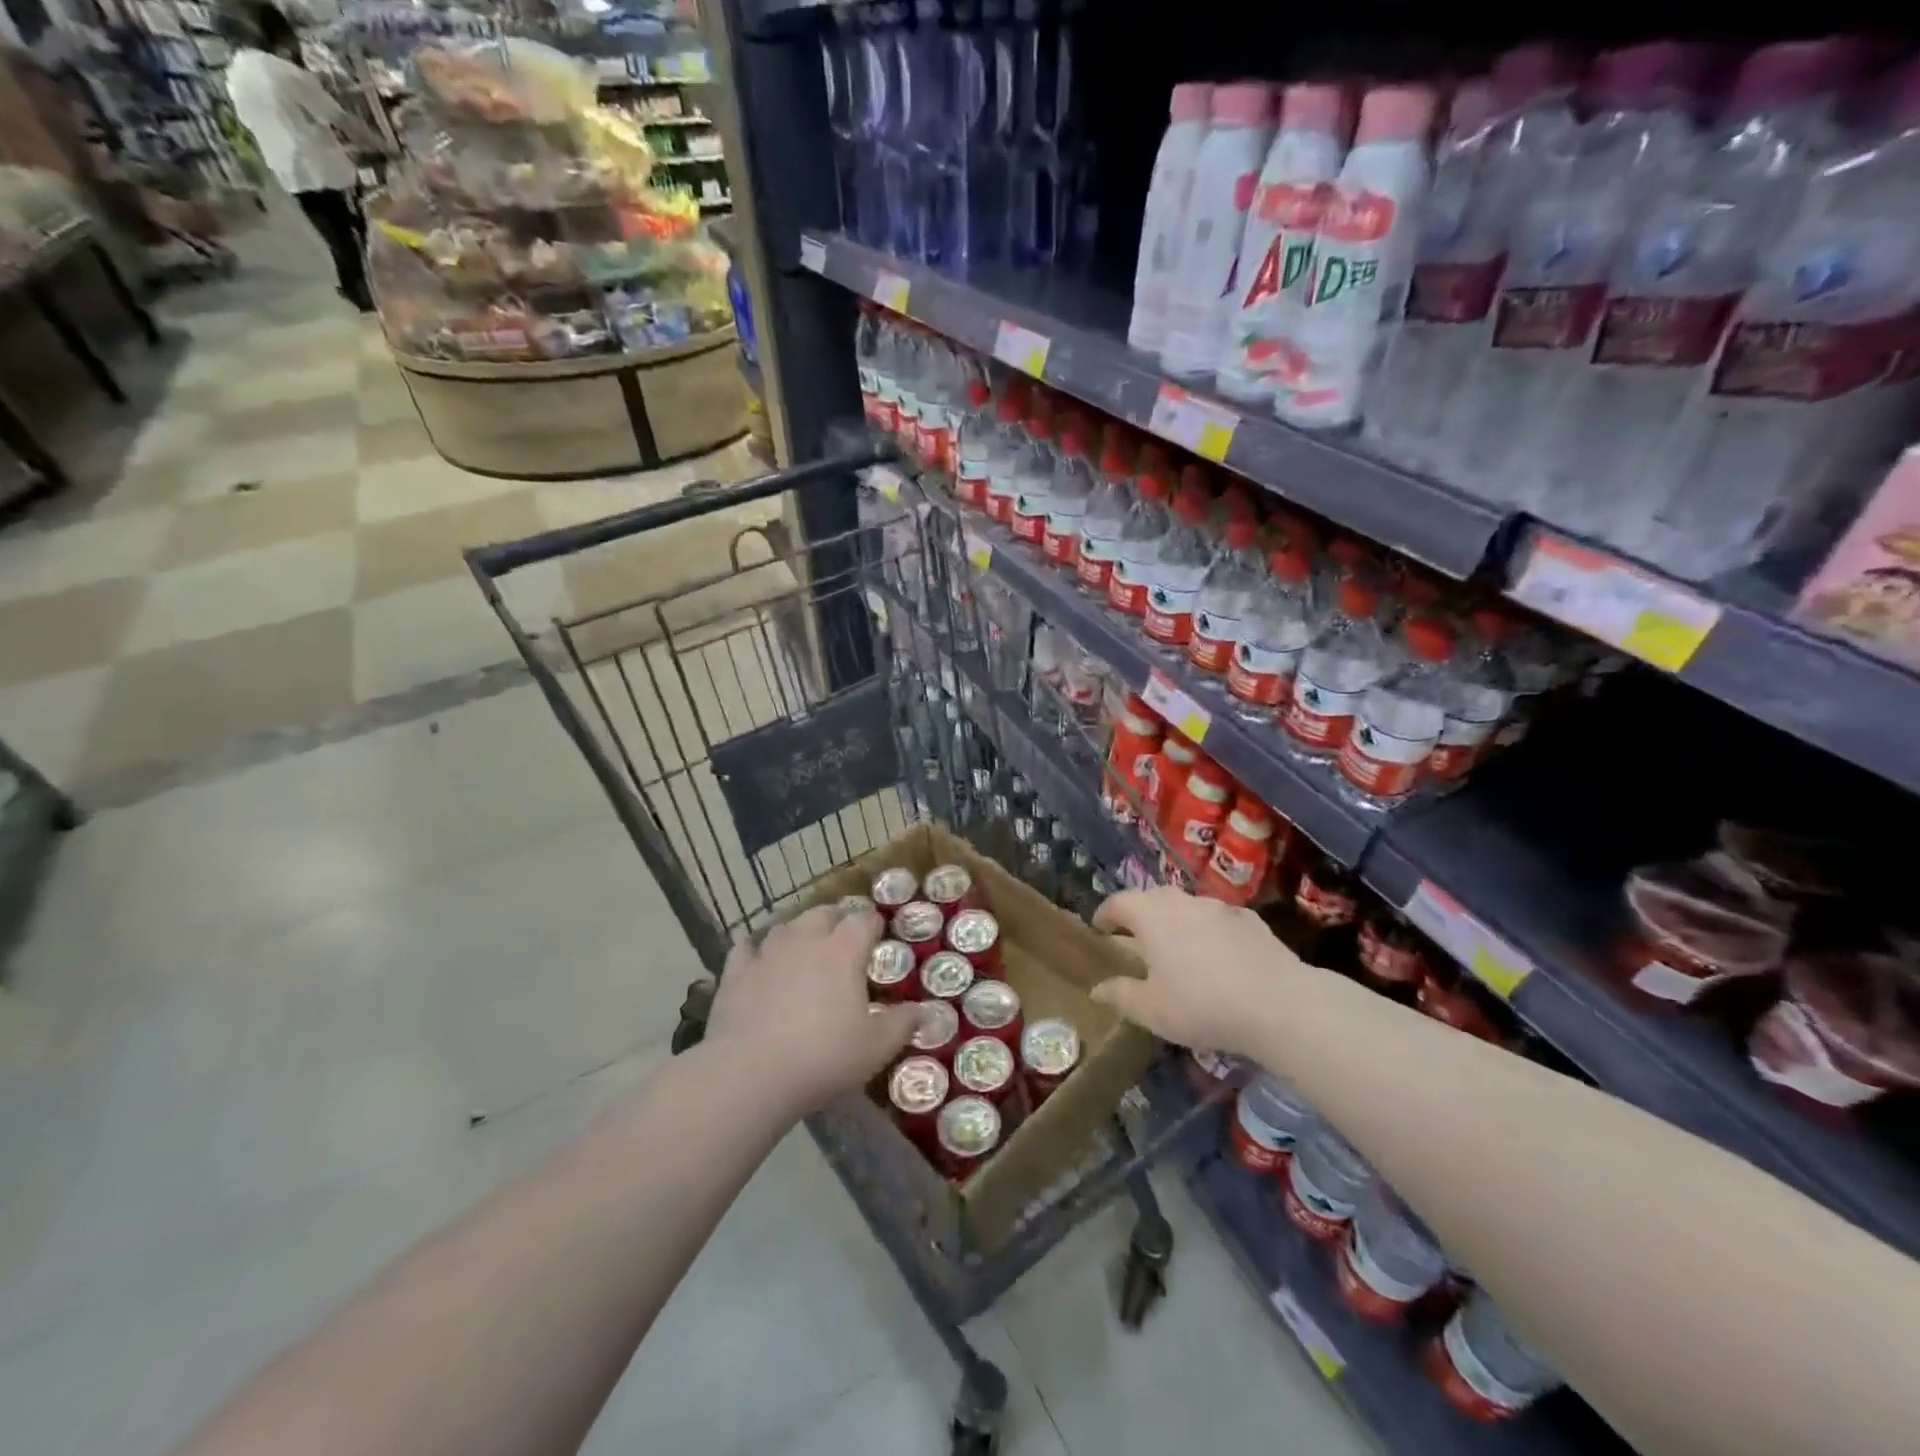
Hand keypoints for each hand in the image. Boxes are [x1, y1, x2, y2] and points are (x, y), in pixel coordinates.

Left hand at [704, 904, 921, 1114]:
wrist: (750, 1075)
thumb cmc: (823, 1057)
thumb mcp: (876, 1047)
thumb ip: (903, 1024)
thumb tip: (925, 1011)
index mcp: (843, 951)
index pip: (863, 920)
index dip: (873, 924)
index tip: (879, 934)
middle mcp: (805, 940)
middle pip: (823, 913)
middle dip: (837, 919)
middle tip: (844, 938)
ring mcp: (766, 953)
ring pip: (786, 926)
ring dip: (799, 931)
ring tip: (805, 946)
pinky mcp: (735, 972)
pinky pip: (747, 947)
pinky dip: (757, 950)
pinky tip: (759, 960)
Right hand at [1091, 888, 1311, 1056]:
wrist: (1279, 1004)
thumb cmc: (1202, 1005)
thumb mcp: (1152, 1010)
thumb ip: (1121, 995)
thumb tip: (1097, 989)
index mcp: (1151, 916)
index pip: (1118, 902)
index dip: (1105, 914)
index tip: (1099, 928)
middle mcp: (1183, 901)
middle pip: (1153, 899)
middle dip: (1140, 915)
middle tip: (1134, 939)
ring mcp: (1220, 907)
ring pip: (1188, 907)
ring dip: (1176, 922)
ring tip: (1177, 949)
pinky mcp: (1251, 920)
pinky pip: (1219, 920)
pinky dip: (1209, 932)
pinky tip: (1218, 957)